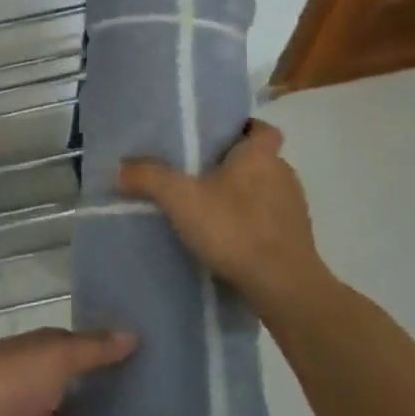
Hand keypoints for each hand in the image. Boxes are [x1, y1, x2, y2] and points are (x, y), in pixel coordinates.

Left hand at [0, 328, 136, 415]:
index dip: (90, 356)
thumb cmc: (5, 386)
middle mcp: (18, 393)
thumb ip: (91, 350)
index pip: (61, 353)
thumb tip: (131, 335)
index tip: (127, 363)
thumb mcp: (53, 357)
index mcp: (24, 360)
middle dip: (92, 415)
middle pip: (61, 403)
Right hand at [117, 118, 329, 311]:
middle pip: (260, 160)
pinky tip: (227, 238)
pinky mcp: (297, 240)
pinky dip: (251, 224)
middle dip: (234, 165)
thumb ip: (149, 178)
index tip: (217, 137)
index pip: (261, 128)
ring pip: (266, 191)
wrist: (283, 287)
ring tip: (209, 207)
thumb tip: (118, 167)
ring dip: (243, 196)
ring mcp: (294, 209)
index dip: (243, 128)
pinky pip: (270, 221)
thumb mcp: (180, 199)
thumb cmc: (234, 228)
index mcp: (260, 155)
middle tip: (199, 172)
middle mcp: (283, 174)